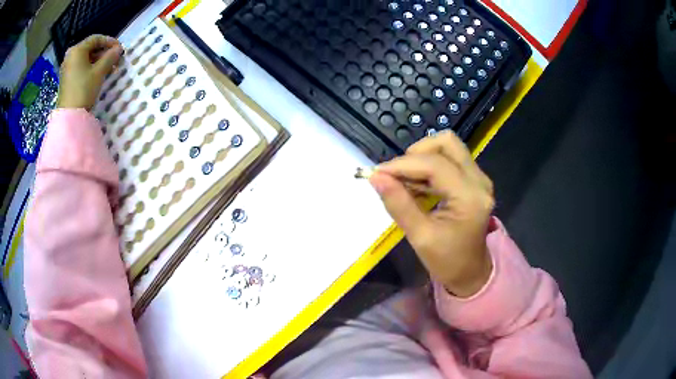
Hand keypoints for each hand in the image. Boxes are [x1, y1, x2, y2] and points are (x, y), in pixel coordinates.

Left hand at [57, 35, 123, 109]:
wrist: (69, 116)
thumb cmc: (84, 89)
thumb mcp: (99, 72)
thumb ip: (110, 57)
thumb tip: (118, 49)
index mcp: (77, 50)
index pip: (96, 39)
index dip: (109, 41)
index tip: (119, 48)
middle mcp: (70, 55)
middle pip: (90, 48)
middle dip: (103, 52)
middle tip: (114, 59)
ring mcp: (67, 68)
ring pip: (85, 58)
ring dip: (98, 61)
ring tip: (108, 68)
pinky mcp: (66, 79)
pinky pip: (80, 67)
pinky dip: (90, 68)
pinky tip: (97, 74)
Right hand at [370, 131, 493, 297]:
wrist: (471, 272)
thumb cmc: (447, 261)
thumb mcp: (420, 237)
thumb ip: (398, 204)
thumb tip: (375, 177)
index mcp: (470, 197)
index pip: (435, 165)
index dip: (402, 165)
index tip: (377, 173)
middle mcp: (479, 180)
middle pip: (446, 143)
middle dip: (416, 153)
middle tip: (397, 175)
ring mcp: (479, 178)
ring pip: (448, 148)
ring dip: (421, 158)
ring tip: (404, 182)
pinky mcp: (474, 180)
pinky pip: (449, 159)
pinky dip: (428, 166)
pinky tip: (416, 186)